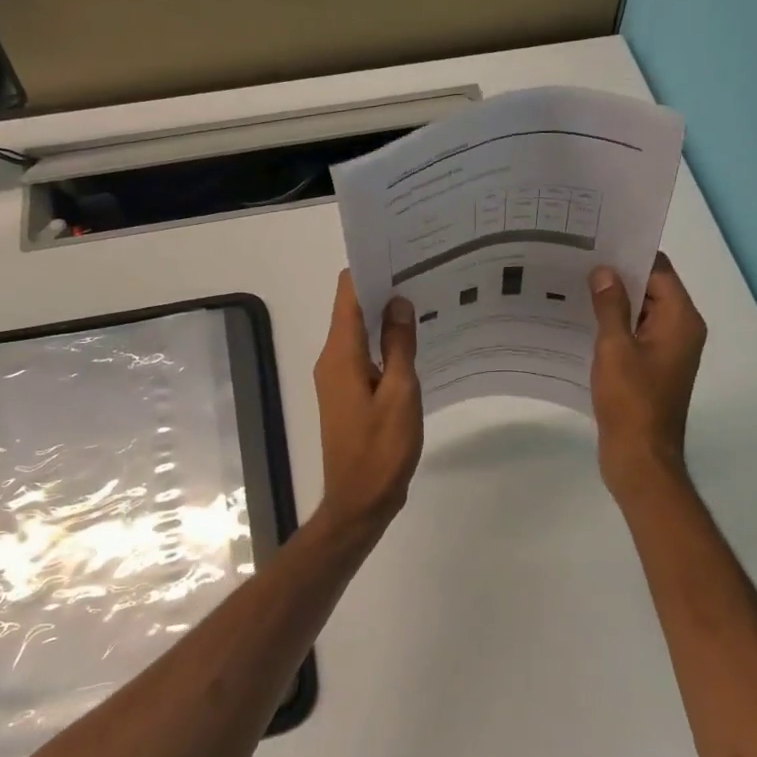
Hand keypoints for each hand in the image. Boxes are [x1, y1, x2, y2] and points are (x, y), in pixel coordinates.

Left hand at [311, 270, 422, 537]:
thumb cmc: (381, 448)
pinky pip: (365, 357)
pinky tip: (415, 344)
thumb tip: (398, 301)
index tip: (402, 254)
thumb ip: (399, 345)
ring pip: (360, 334)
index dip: (371, 269)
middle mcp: (332, 360)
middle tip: (424, 274)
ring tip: (424, 301)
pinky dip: (385, 345)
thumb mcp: (400, 393)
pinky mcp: (348, 395)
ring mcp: (338, 379)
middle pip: (353, 310)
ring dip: (386, 318)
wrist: (360, 501)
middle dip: (383, 290)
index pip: (347, 294)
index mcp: (340, 354)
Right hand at [589, 253, 706, 500]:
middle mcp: (681, 330)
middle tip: (577, 261)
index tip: (597, 242)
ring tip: (573, 287)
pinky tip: (581, 323)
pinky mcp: (652, 369)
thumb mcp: (615, 348)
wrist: (640, 458)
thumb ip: (610, 306)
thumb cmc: (631, 401)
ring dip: (613, 303)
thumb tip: (604, 271)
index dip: (630, 254)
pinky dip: (614, 327)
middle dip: (617, 276)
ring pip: (640, 313)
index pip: (659, 270)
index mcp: (681, 319)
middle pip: (651, 289)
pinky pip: (634, 336)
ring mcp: (667, 351)